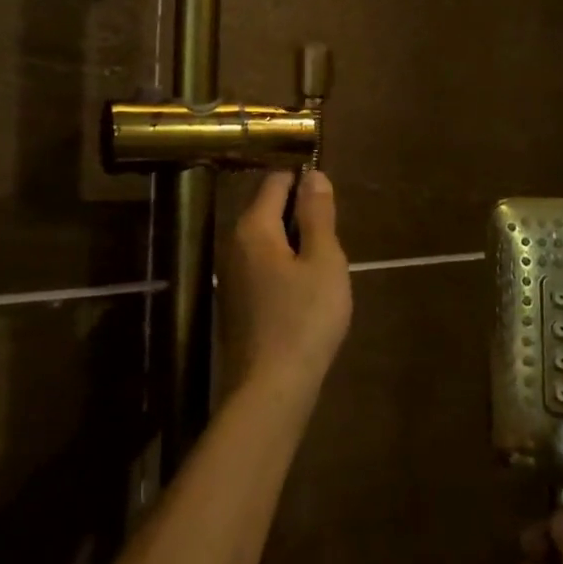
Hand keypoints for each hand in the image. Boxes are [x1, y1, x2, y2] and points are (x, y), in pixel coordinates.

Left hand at [222, 170, 352, 397]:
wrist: (271, 388)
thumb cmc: (305, 318)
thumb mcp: (323, 260)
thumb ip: (318, 214)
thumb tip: (313, 175)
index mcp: (253, 227)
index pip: (276, 181)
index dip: (305, 180)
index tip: (331, 201)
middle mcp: (233, 243)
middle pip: (268, 209)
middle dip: (301, 215)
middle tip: (332, 243)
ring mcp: (230, 274)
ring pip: (267, 240)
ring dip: (295, 244)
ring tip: (323, 270)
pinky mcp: (235, 300)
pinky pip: (262, 265)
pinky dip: (284, 267)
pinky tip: (304, 294)